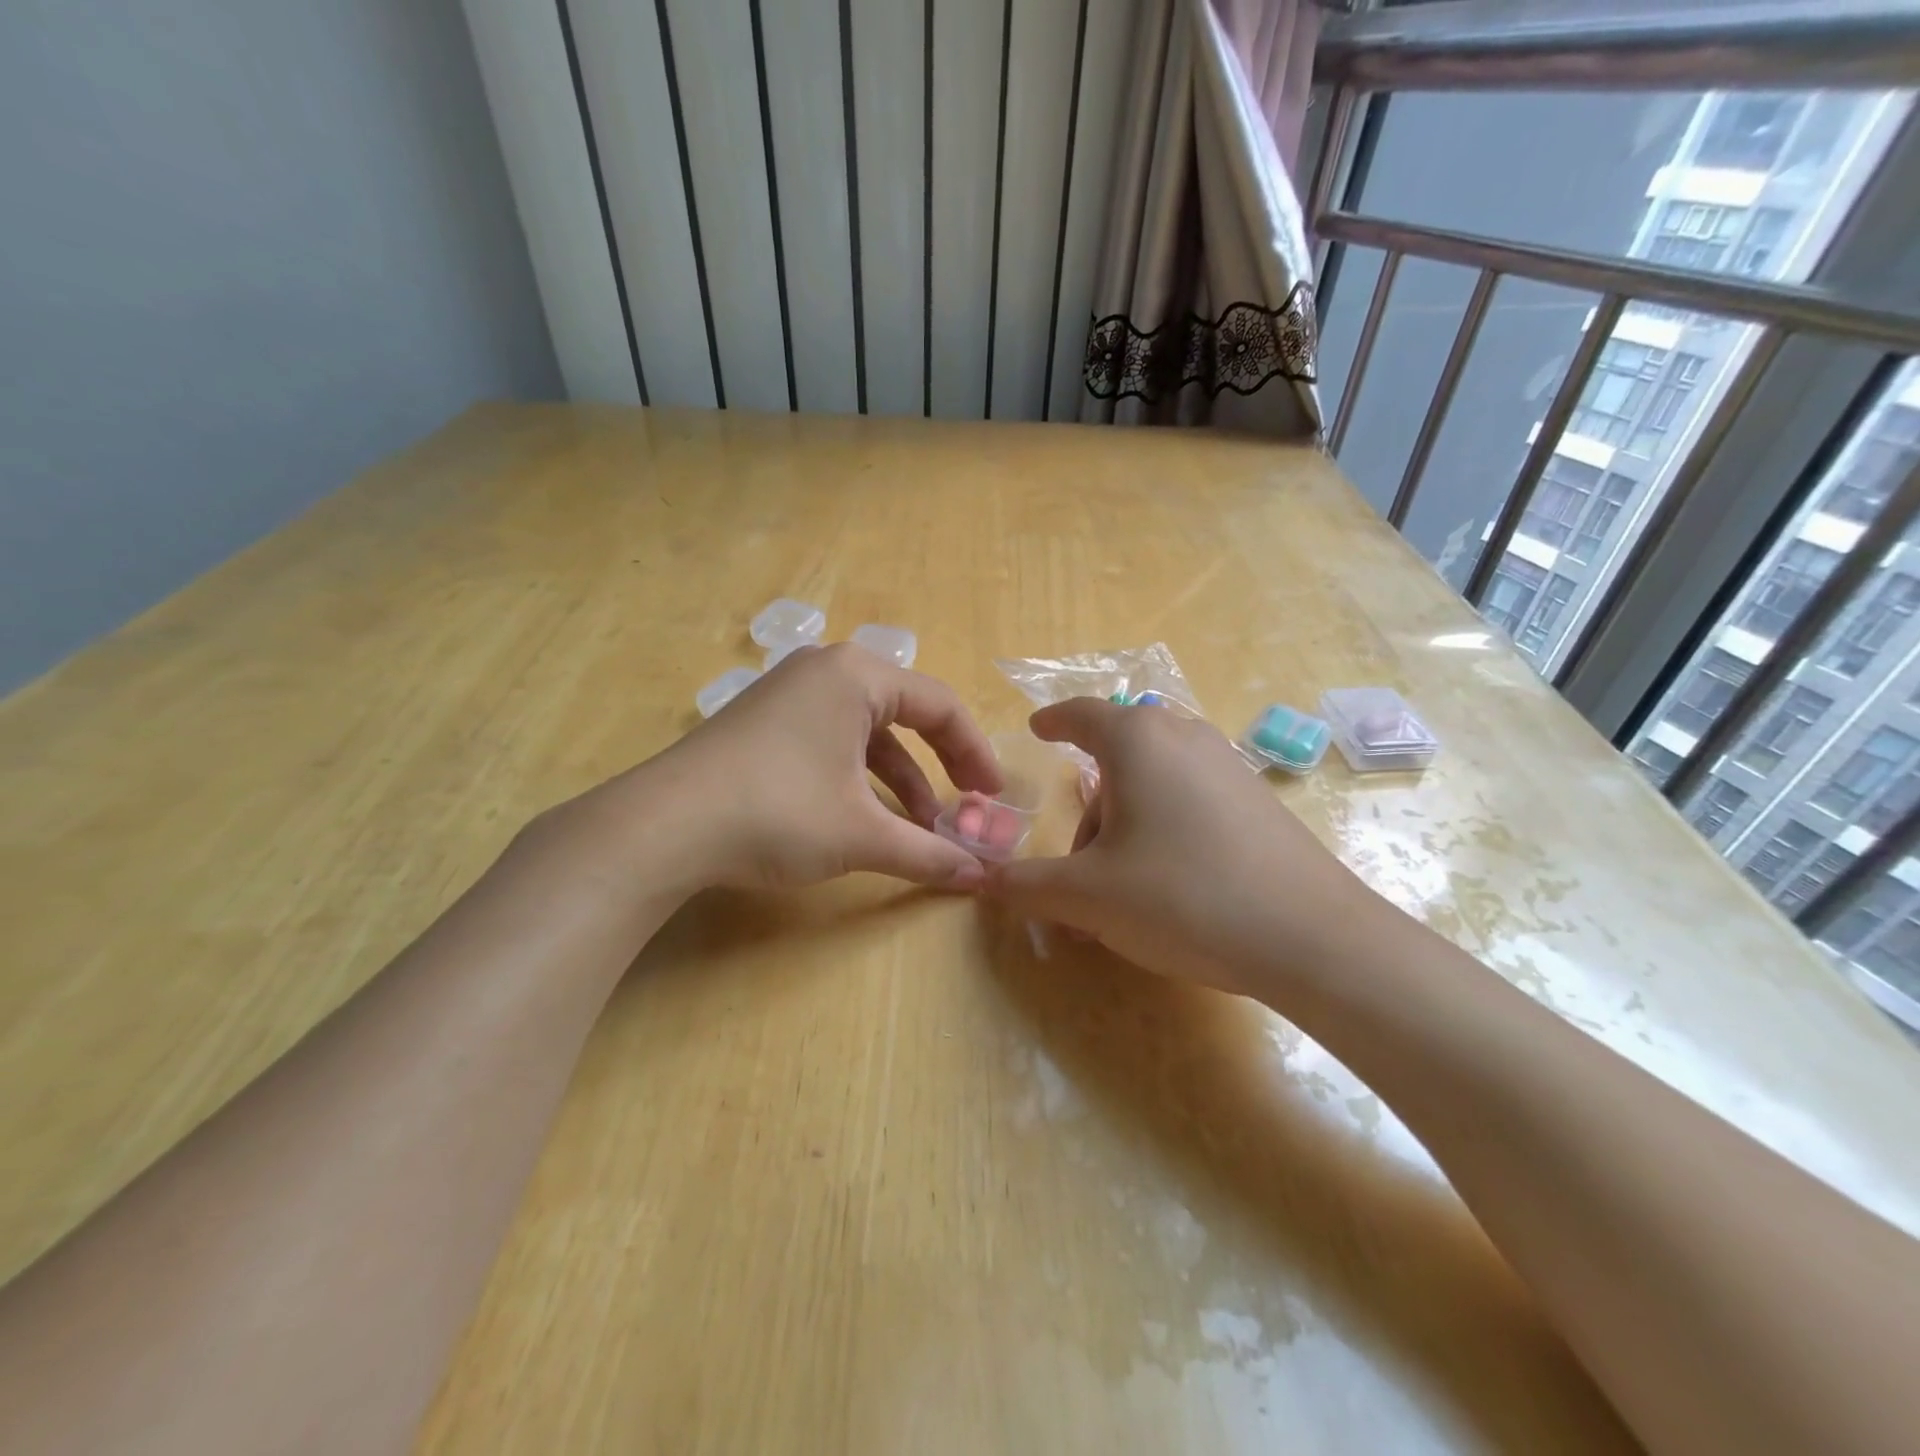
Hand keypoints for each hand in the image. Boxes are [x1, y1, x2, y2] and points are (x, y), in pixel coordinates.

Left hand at [617, 644, 1003, 893]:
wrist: (662, 827)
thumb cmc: (778, 812)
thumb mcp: (861, 834)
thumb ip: (927, 853)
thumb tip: (979, 879)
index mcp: (857, 676)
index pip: (940, 706)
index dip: (975, 752)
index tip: (993, 796)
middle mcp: (826, 671)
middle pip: (906, 713)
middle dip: (940, 764)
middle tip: (967, 804)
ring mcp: (791, 695)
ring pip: (868, 733)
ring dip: (901, 780)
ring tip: (921, 828)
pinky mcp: (766, 724)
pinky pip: (834, 742)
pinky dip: (861, 778)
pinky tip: (870, 819)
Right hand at [985, 697, 1379, 997]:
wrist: (1312, 939)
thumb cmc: (1183, 897)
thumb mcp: (1088, 897)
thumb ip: (1026, 885)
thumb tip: (983, 881)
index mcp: (1138, 741)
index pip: (1082, 714)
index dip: (1053, 721)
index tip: (1037, 728)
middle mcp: (1184, 738)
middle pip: (1117, 759)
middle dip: (1089, 811)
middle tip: (1075, 868)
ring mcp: (1228, 768)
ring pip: (1155, 785)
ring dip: (1124, 829)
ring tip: (1120, 895)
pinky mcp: (1258, 802)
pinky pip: (1189, 802)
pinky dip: (1162, 832)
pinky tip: (1168, 889)